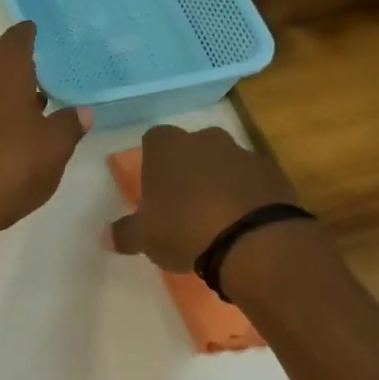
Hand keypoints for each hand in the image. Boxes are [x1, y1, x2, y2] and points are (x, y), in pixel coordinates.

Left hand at [0, 23, 88, 239]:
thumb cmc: (10, 164)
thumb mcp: (54, 147)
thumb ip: (70, 124)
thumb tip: (82, 111)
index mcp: (3, 70)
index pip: (17, 38)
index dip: (30, 35)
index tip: (41, 34)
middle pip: (0, 64)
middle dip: (23, 72)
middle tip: (50, 80)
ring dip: (7, 98)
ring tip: (36, 113)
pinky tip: (10, 139)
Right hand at [107, 124, 296, 271]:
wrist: (255, 240)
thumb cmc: (185, 229)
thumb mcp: (146, 237)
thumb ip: (125, 233)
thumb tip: (105, 237)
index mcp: (168, 147)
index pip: (154, 139)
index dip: (153, 161)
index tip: (154, 188)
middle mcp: (205, 140)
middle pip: (192, 147)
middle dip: (188, 168)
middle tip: (184, 203)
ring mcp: (243, 153)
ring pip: (225, 162)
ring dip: (220, 181)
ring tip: (217, 218)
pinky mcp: (274, 173)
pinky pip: (253, 180)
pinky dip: (248, 195)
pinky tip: (244, 223)